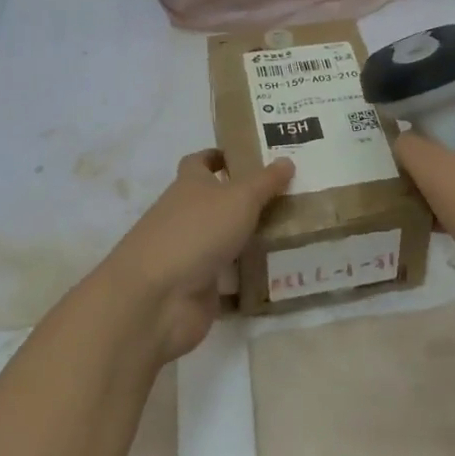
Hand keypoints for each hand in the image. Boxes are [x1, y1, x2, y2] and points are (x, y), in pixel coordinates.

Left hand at [99, 150, 293, 363]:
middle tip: (290, 195)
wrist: (158, 298)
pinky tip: (282, 271)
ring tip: (296, 231)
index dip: (222, 157)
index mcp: (189, 185)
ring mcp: (191, 253)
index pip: (201, 162)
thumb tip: (286, 160)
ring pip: (226, 239)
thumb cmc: (197, 231)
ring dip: (252, 237)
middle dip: (247, 199)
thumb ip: (265, 181)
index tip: (251, 157)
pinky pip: (230, 276)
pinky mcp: (199, 288)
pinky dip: (250, 274)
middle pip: (217, 202)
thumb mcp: (239, 198)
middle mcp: (187, 216)